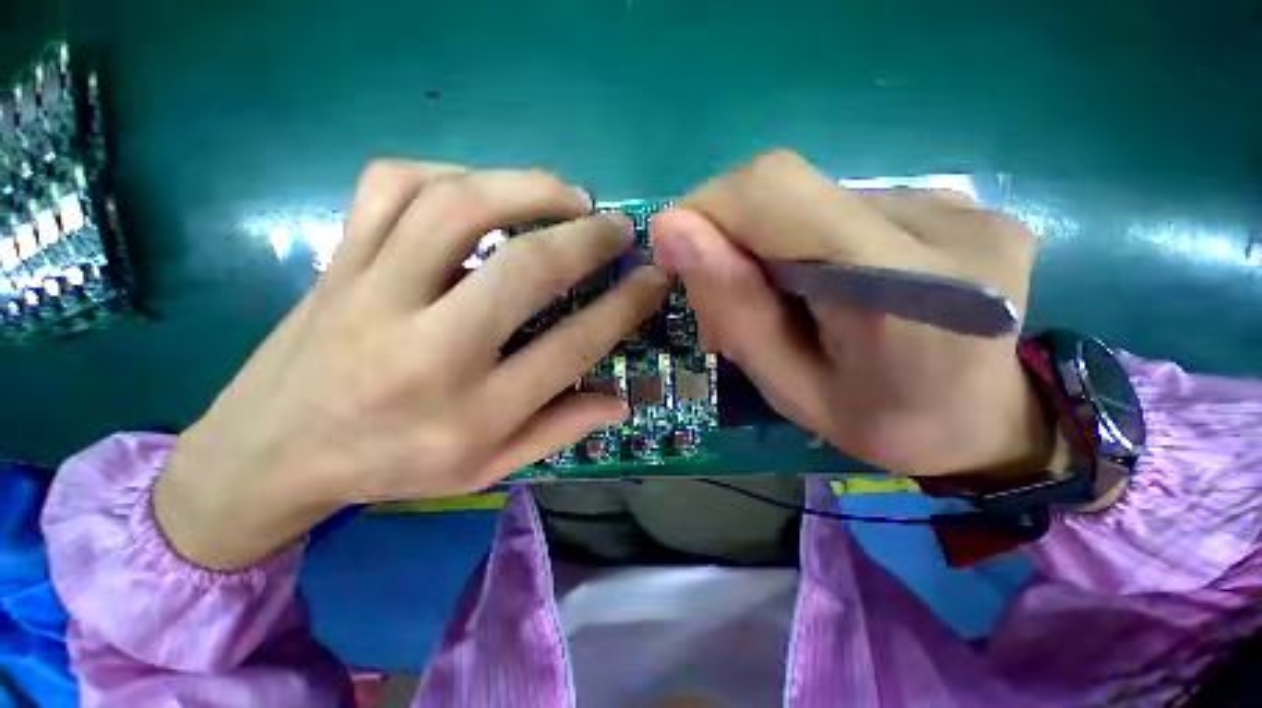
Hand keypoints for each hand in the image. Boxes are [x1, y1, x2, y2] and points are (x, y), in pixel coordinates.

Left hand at [156, 161, 668, 569]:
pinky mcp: (337, 260)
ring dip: (526, 188)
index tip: (653, 277)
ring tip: (567, 194)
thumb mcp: (486, 469)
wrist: (268, 453)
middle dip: (587, 239)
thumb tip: (621, 400)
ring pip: (457, 206)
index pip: (572, 346)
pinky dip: (451, 173)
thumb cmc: (391, 467)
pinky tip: (482, 189)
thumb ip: (559, 429)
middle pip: (524, 270)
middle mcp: (428, 347)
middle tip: (618, 227)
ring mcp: (373, 292)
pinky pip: (392, 186)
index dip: (624, 305)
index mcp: (473, 411)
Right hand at [650, 150, 1051, 478]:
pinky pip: (842, 203)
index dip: (706, 211)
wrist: (983, 421)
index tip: (680, 259)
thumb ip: (735, 310)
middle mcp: (940, 224)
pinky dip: (804, 239)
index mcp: (906, 288)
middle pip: (785, 185)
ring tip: (776, 301)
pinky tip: (817, 283)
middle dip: (730, 235)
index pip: (773, 193)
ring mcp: (954, 204)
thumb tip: (671, 229)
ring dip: (766, 242)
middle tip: (726, 298)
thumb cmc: (881, 422)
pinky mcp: (951, 202)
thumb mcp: (790, 389)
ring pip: (809, 196)